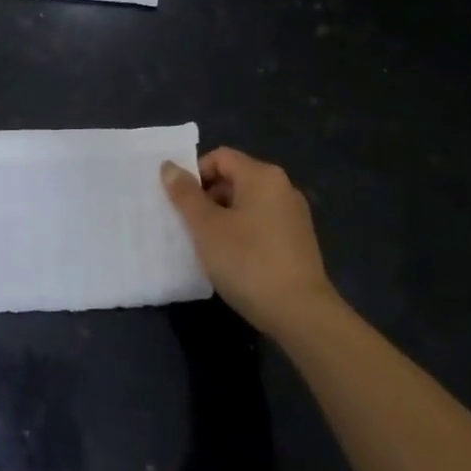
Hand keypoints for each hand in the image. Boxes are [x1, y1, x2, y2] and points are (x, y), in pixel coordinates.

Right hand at [161, 147, 340, 340]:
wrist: (301, 314)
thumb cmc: (248, 262)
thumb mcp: (206, 227)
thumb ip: (185, 195)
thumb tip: (169, 166)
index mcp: (262, 176)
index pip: (219, 157)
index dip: (194, 175)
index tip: (179, 204)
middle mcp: (282, 187)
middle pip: (234, 178)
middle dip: (207, 198)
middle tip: (188, 227)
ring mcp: (294, 215)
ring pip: (247, 203)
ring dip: (223, 217)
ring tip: (207, 246)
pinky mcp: (298, 241)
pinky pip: (261, 223)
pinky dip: (242, 232)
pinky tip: (232, 259)